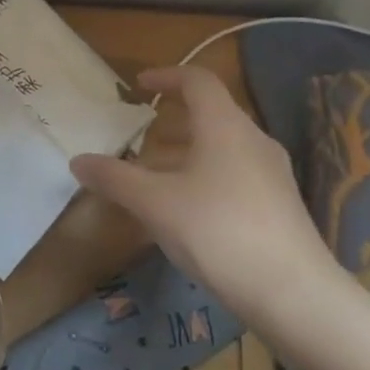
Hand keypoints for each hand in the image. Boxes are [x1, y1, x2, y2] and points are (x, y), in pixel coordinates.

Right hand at [69, 65, 352, 338]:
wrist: (291, 292)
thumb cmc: (217, 231)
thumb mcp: (154, 204)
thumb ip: (114, 178)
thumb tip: (77, 160)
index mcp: (225, 126)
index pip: (197, 81)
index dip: (166, 76)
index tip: (139, 86)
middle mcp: (253, 140)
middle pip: (211, 115)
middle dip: (172, 123)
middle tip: (140, 138)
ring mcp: (271, 174)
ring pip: (222, 148)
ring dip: (186, 154)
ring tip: (154, 179)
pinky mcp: (278, 205)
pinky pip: (234, 175)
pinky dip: (204, 177)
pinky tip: (186, 213)